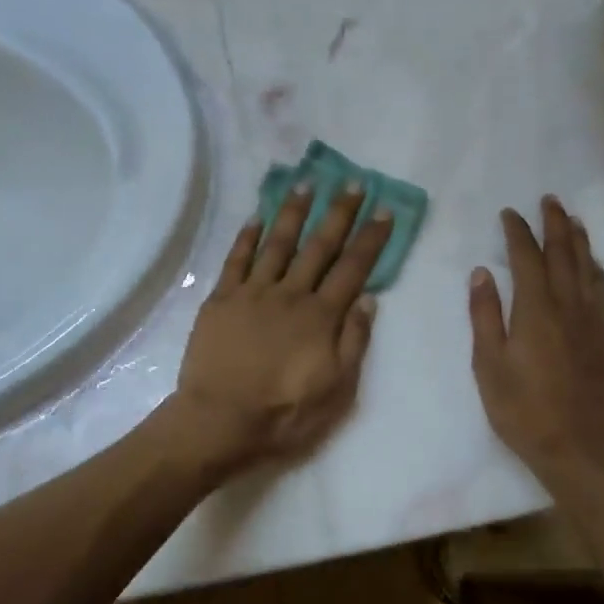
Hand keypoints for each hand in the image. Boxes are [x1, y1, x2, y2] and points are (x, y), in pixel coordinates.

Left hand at [169, 181, 391, 473]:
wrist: (220, 421)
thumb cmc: (284, 414)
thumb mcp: (336, 390)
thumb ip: (353, 342)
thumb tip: (368, 300)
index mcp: (320, 317)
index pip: (353, 269)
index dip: (370, 239)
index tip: (383, 210)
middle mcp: (290, 295)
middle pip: (319, 246)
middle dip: (338, 213)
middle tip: (352, 183)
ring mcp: (252, 293)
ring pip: (277, 243)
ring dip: (293, 212)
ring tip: (306, 183)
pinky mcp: (221, 300)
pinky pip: (236, 259)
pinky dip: (247, 236)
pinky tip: (256, 216)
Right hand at [469, 198, 603, 480]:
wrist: (576, 446)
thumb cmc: (521, 409)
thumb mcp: (488, 364)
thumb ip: (485, 315)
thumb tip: (482, 273)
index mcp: (535, 310)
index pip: (527, 258)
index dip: (518, 232)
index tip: (509, 213)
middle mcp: (567, 306)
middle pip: (563, 254)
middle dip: (555, 224)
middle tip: (549, 200)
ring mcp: (591, 321)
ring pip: (587, 268)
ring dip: (578, 240)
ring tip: (573, 219)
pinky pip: (602, 291)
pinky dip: (596, 269)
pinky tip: (593, 263)